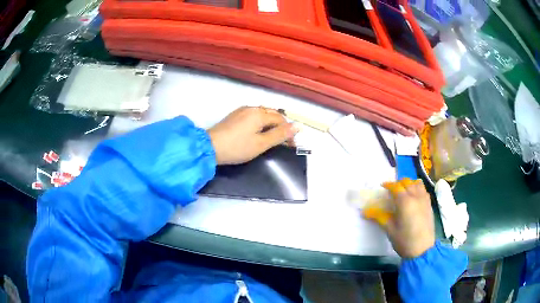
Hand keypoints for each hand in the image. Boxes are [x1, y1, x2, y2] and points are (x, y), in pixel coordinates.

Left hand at [208, 106, 298, 164]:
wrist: (210, 147)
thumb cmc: (237, 147)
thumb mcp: (261, 143)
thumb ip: (280, 134)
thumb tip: (298, 125)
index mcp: (260, 113)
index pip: (281, 119)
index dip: (288, 132)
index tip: (291, 145)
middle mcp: (252, 108)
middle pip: (273, 114)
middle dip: (281, 126)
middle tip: (283, 142)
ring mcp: (242, 110)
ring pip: (263, 114)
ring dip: (271, 124)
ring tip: (272, 138)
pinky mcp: (235, 115)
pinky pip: (253, 115)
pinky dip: (260, 123)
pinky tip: (258, 132)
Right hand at [369, 178, 435, 257]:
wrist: (422, 250)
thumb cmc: (404, 241)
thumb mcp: (389, 230)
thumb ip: (379, 217)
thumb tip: (365, 211)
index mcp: (405, 202)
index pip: (396, 187)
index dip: (388, 185)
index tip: (382, 187)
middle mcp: (416, 196)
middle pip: (407, 182)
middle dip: (398, 183)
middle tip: (392, 191)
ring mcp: (424, 200)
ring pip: (417, 183)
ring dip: (409, 184)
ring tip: (404, 191)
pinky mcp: (429, 205)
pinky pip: (423, 190)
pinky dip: (417, 189)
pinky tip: (414, 198)